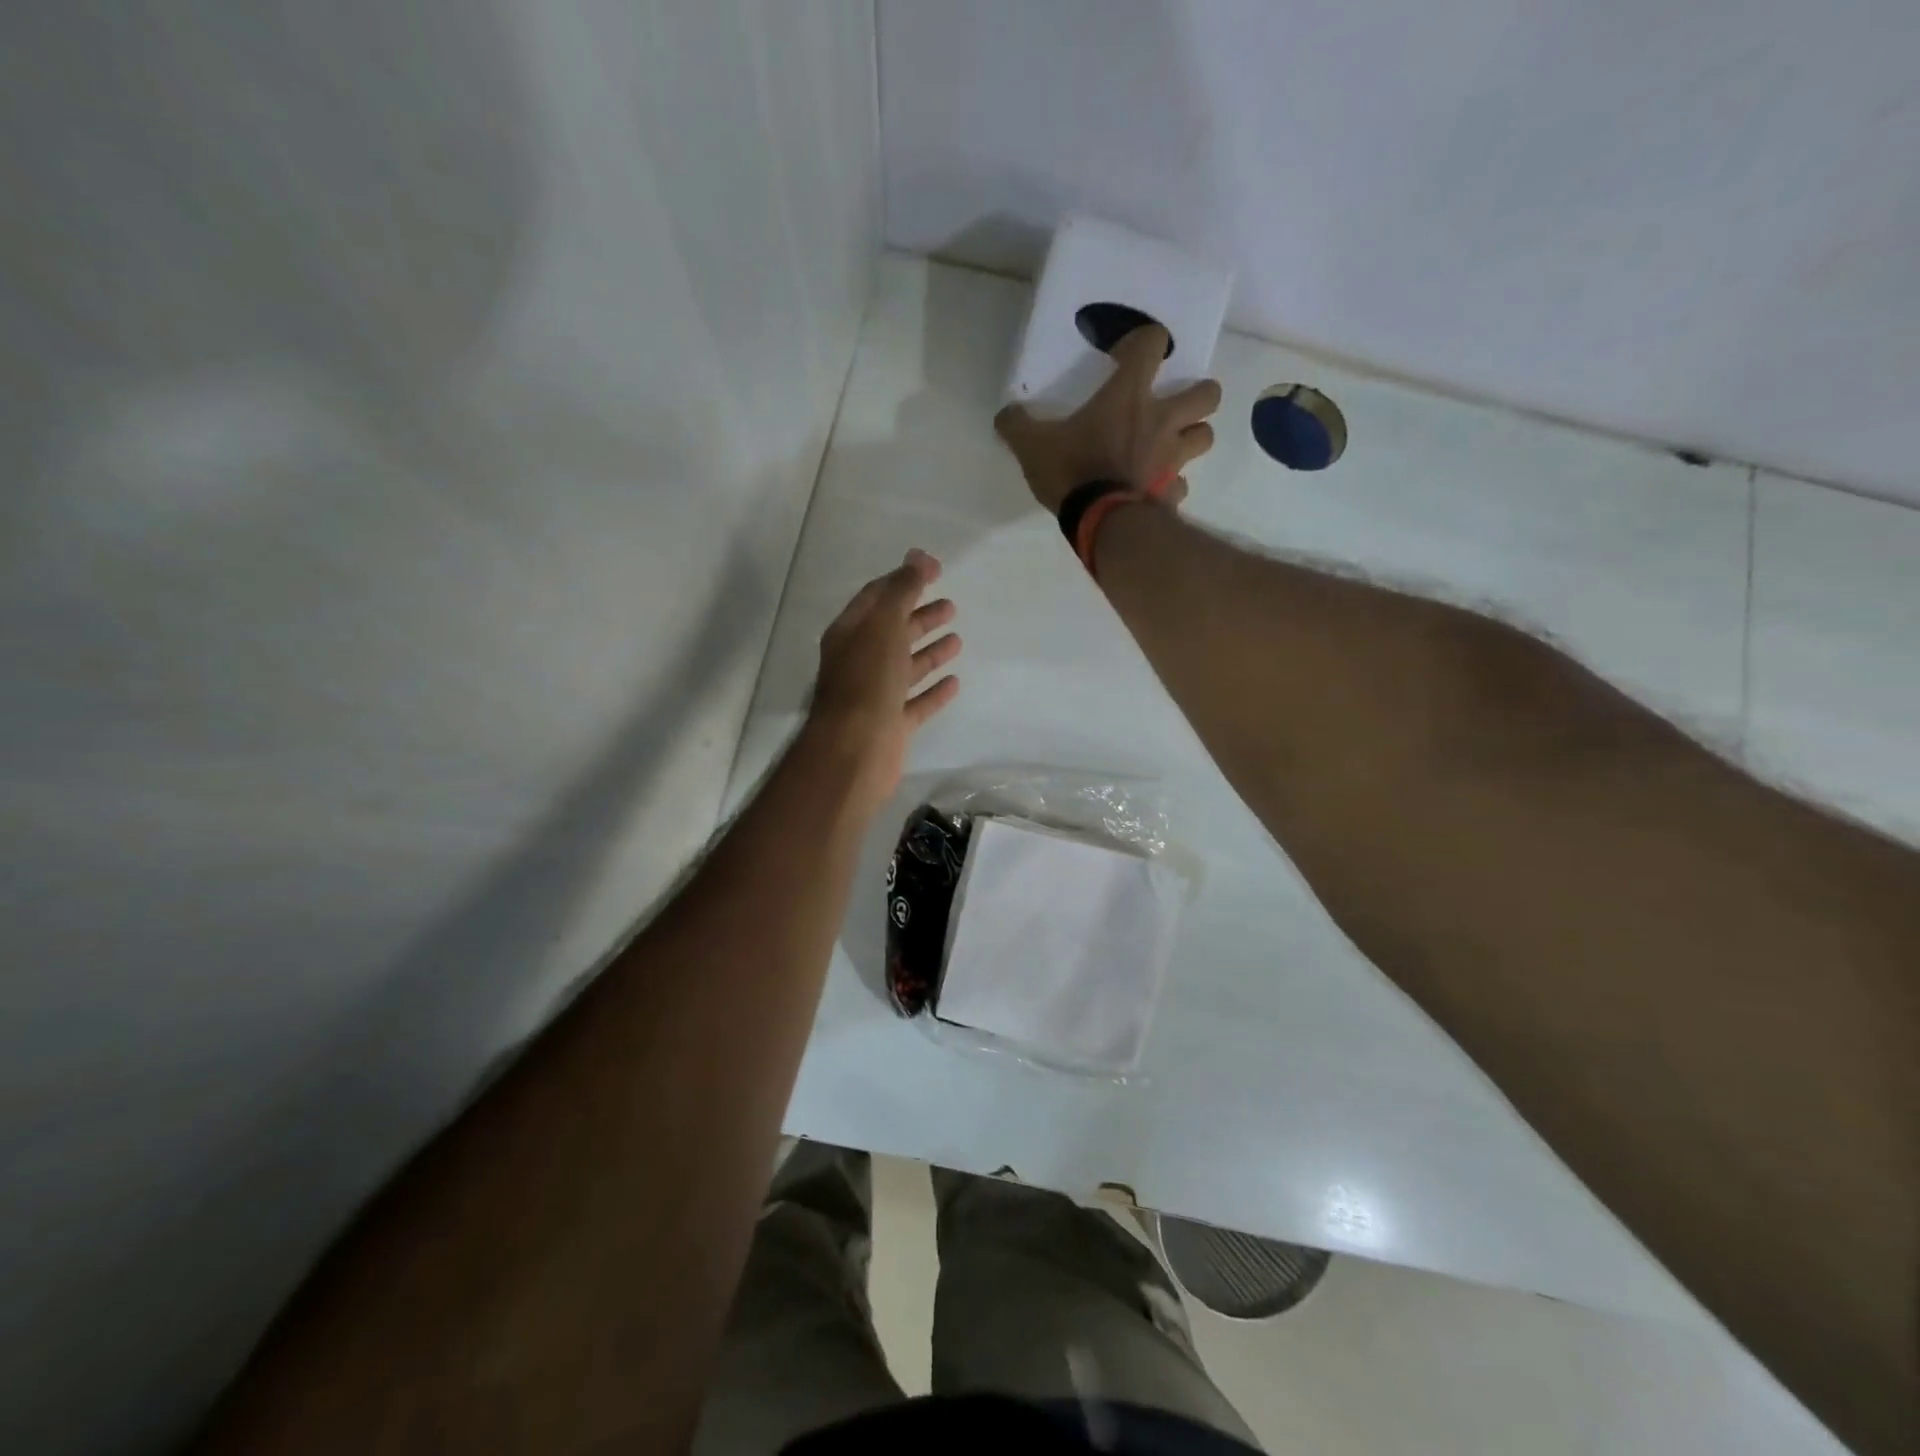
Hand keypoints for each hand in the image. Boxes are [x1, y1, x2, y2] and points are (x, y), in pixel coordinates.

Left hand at [806, 549, 961, 814]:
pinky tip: (954, 682)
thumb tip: (918, 555)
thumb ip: (902, 590)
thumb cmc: (866, 682)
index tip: (936, 570)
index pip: (877, 598)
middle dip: (920, 617)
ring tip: (957, 640)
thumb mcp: (884, 626)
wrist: (854, 750)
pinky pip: (917, 702)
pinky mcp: (892, 725)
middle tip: (951, 606)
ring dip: (930, 652)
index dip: (904, 581)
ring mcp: (876, 695)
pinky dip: (934, 691)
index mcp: (851, 634)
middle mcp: (860, 662)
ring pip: (906, 667)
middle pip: (893, 632)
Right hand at [994, 323, 1222, 512]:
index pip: (1153, 343)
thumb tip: (1005, 416)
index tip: (1127, 358)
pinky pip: (1181, 485)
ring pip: (1206, 436)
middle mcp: (1162, 421)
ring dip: (1193, 437)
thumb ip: (1017, 425)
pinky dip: (1172, 486)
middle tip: (1173, 406)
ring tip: (1172, 445)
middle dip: (1198, 395)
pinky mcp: (1172, 494)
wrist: (1100, 523)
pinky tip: (1155, 490)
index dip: (1145, 342)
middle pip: (1209, 393)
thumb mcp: (1032, 446)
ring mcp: (1173, 458)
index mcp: (1129, 396)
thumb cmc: (1072, 472)